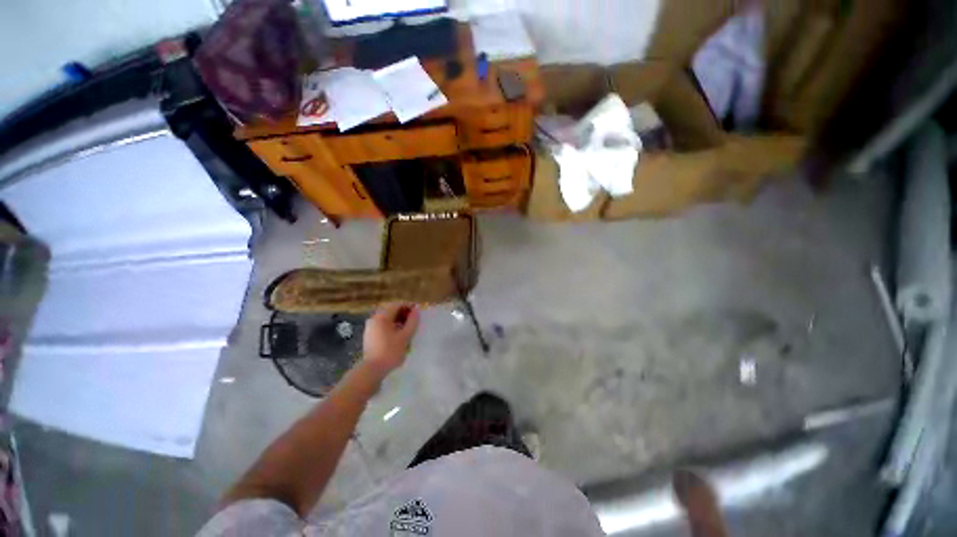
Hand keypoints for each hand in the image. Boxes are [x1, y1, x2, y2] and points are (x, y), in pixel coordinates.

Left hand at [363, 303, 419, 374]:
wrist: (372, 370)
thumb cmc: (391, 351)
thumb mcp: (405, 336)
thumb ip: (412, 321)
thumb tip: (417, 310)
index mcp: (382, 316)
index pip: (397, 304)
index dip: (409, 306)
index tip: (418, 313)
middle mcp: (374, 318)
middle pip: (391, 310)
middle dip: (404, 313)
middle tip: (415, 321)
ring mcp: (371, 327)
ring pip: (387, 318)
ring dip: (399, 320)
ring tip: (408, 328)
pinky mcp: (370, 335)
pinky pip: (383, 325)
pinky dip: (392, 326)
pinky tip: (399, 335)